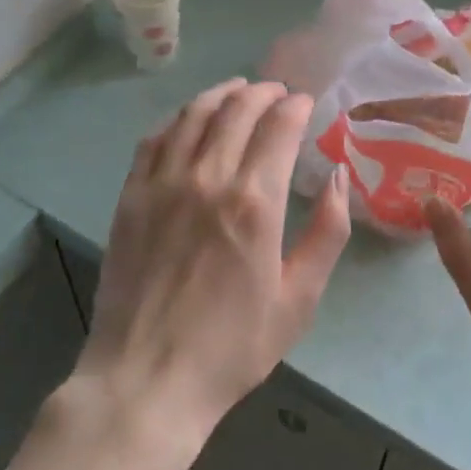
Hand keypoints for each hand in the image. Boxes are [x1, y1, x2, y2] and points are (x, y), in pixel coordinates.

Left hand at [76, 79, 350, 451]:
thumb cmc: (233, 346)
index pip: (279, 126)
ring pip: (194, 114)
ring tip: (238, 90)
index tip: (305, 102)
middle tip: (276, 91)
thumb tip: (339, 177)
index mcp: (255, 201)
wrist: (147, 379)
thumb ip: (327, 232)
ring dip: (221, 94)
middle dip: (262, 91)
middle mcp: (208, 177)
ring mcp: (163, 183)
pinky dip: (178, 118)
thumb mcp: (299, 299)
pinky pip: (155, 138)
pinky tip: (189, 119)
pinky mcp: (131, 196)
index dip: (295, 106)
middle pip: (237, 109)